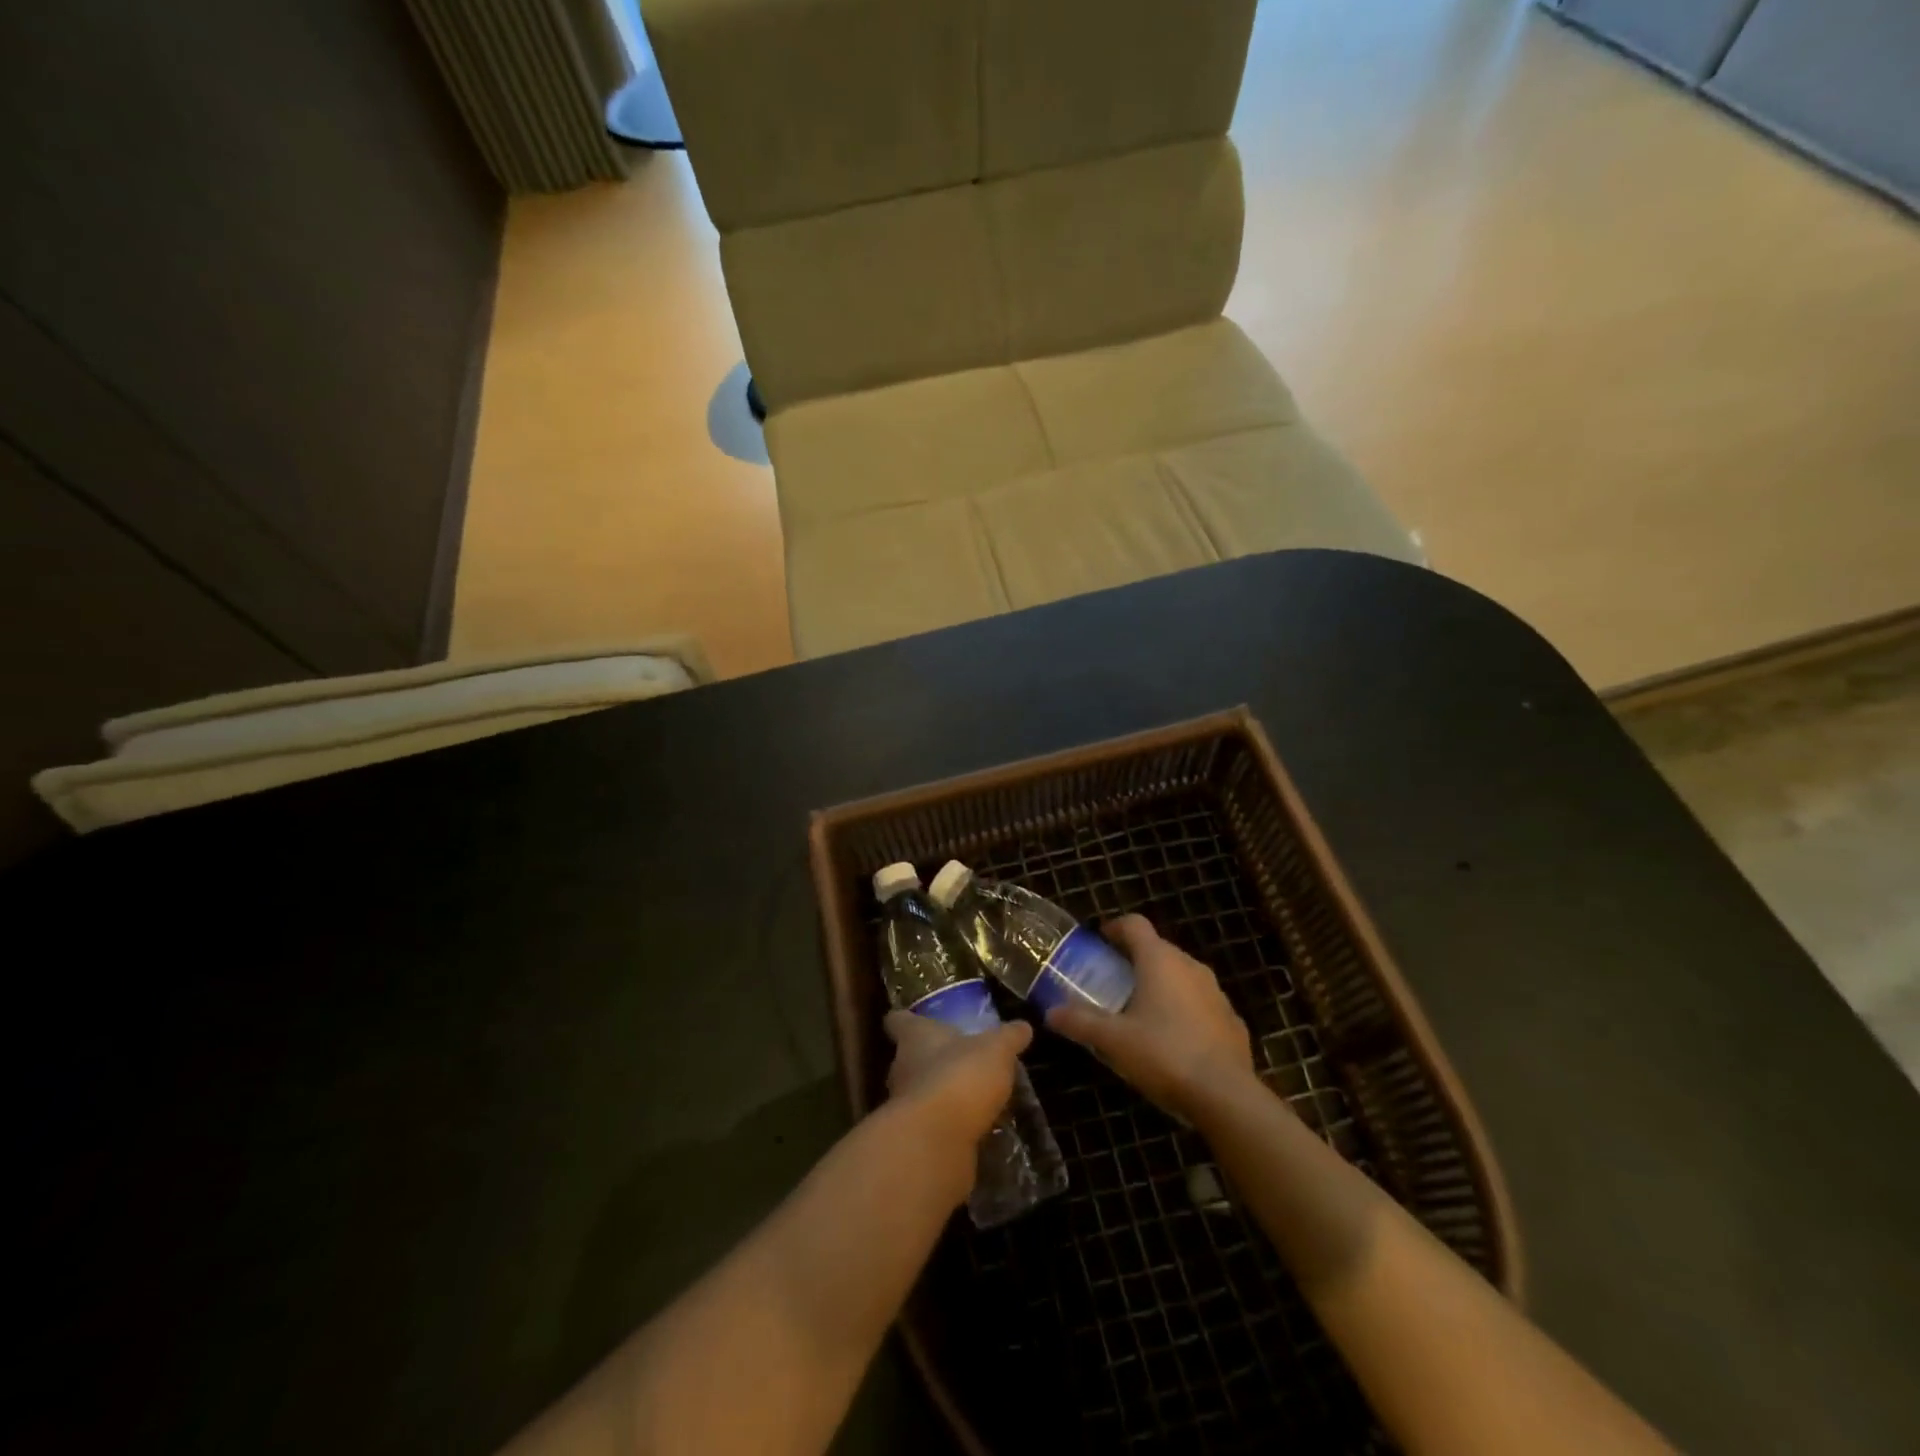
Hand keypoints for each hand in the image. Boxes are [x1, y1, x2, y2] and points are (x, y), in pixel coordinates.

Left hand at [883, 1011, 1032, 1150]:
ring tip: (968, 1097)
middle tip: (955, 1060)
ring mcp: (904, 1106)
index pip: (898, 1021)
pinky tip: (971, 1129)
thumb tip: (1023, 1026)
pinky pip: (931, 1125)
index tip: (911, 1018)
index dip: (904, 1019)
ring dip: (939, 1095)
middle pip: (908, 1058)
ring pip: (919, 1092)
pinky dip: (946, 1126)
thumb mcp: (995, 1050)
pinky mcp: (914, 1139)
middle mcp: (902, 1068)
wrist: (936, 1141)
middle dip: (928, 1060)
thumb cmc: (960, 1076)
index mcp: (915, 1037)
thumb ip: (1008, 1038)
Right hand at [1047, 915, 1253, 1122]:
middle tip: (1112, 982)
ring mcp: (1216, 992)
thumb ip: (1080, 1022)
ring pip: (1182, 975)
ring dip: (1161, 984)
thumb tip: (1050, 1012)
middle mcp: (1190, 966)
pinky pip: (1200, 1003)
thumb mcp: (1113, 1040)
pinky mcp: (1231, 1019)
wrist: (1226, 1096)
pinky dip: (1184, 1010)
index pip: (1135, 924)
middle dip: (1134, 960)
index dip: (1114, 928)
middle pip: (1158, 949)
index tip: (1099, 942)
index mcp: (1159, 960)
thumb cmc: (1164, 1055)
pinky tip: (1173, 1039)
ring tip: (1140, 1011)